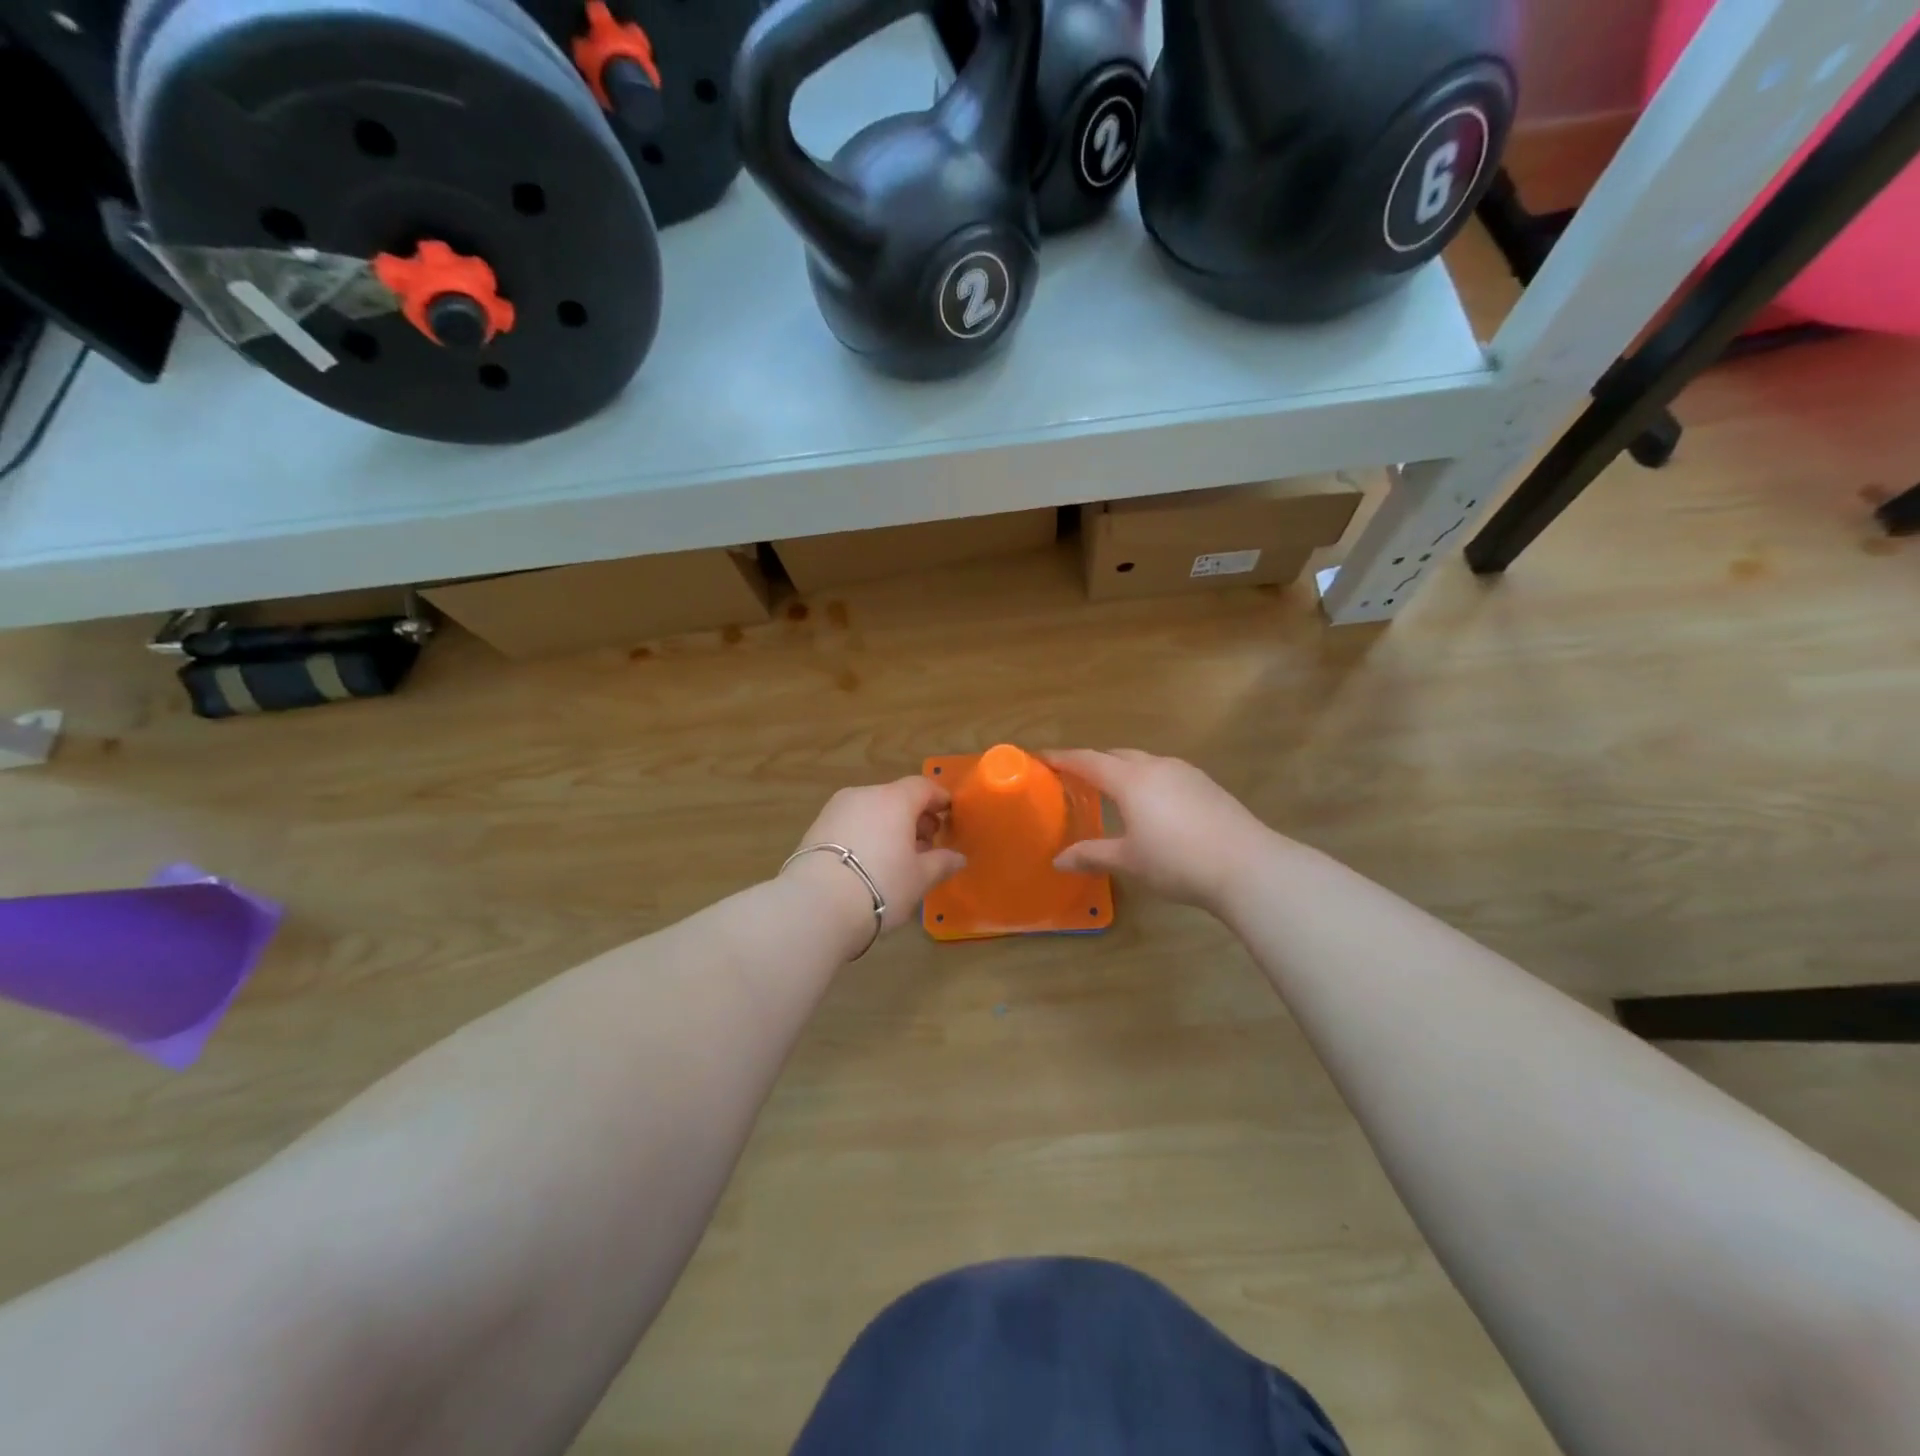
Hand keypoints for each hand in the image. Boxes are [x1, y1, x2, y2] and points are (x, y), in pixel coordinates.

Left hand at [782, 777, 967, 945]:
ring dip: (888, 826)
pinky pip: (851, 824)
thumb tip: (958, 857)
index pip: (922, 787)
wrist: (815, 905)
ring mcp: (835, 810)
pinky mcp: (815, 829)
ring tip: (897, 857)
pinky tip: (869, 862)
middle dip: (914, 816)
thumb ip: (941, 863)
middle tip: (926, 843)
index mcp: (893, 800)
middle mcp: (863, 795)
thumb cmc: (881, 885)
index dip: (938, 799)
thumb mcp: (919, 878)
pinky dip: (866, 835)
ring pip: (871, 810)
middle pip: (895, 797)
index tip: (949, 814)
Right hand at [1045, 749, 1272, 911]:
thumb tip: (1058, 860)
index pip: (1087, 761)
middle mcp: (1156, 766)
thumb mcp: (1128, 861)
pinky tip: (1153, 804)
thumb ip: (1091, 855)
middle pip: (1116, 755)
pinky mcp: (1207, 785)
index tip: (1041, 757)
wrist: (1247, 866)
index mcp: (1130, 780)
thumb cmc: (1177, 862)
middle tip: (1075, 777)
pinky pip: (1166, 773)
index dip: (1062, 758)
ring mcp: (1186, 773)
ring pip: (1145, 762)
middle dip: (1093, 762)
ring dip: (1123, 770)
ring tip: (1112, 791)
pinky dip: (1148, 780)